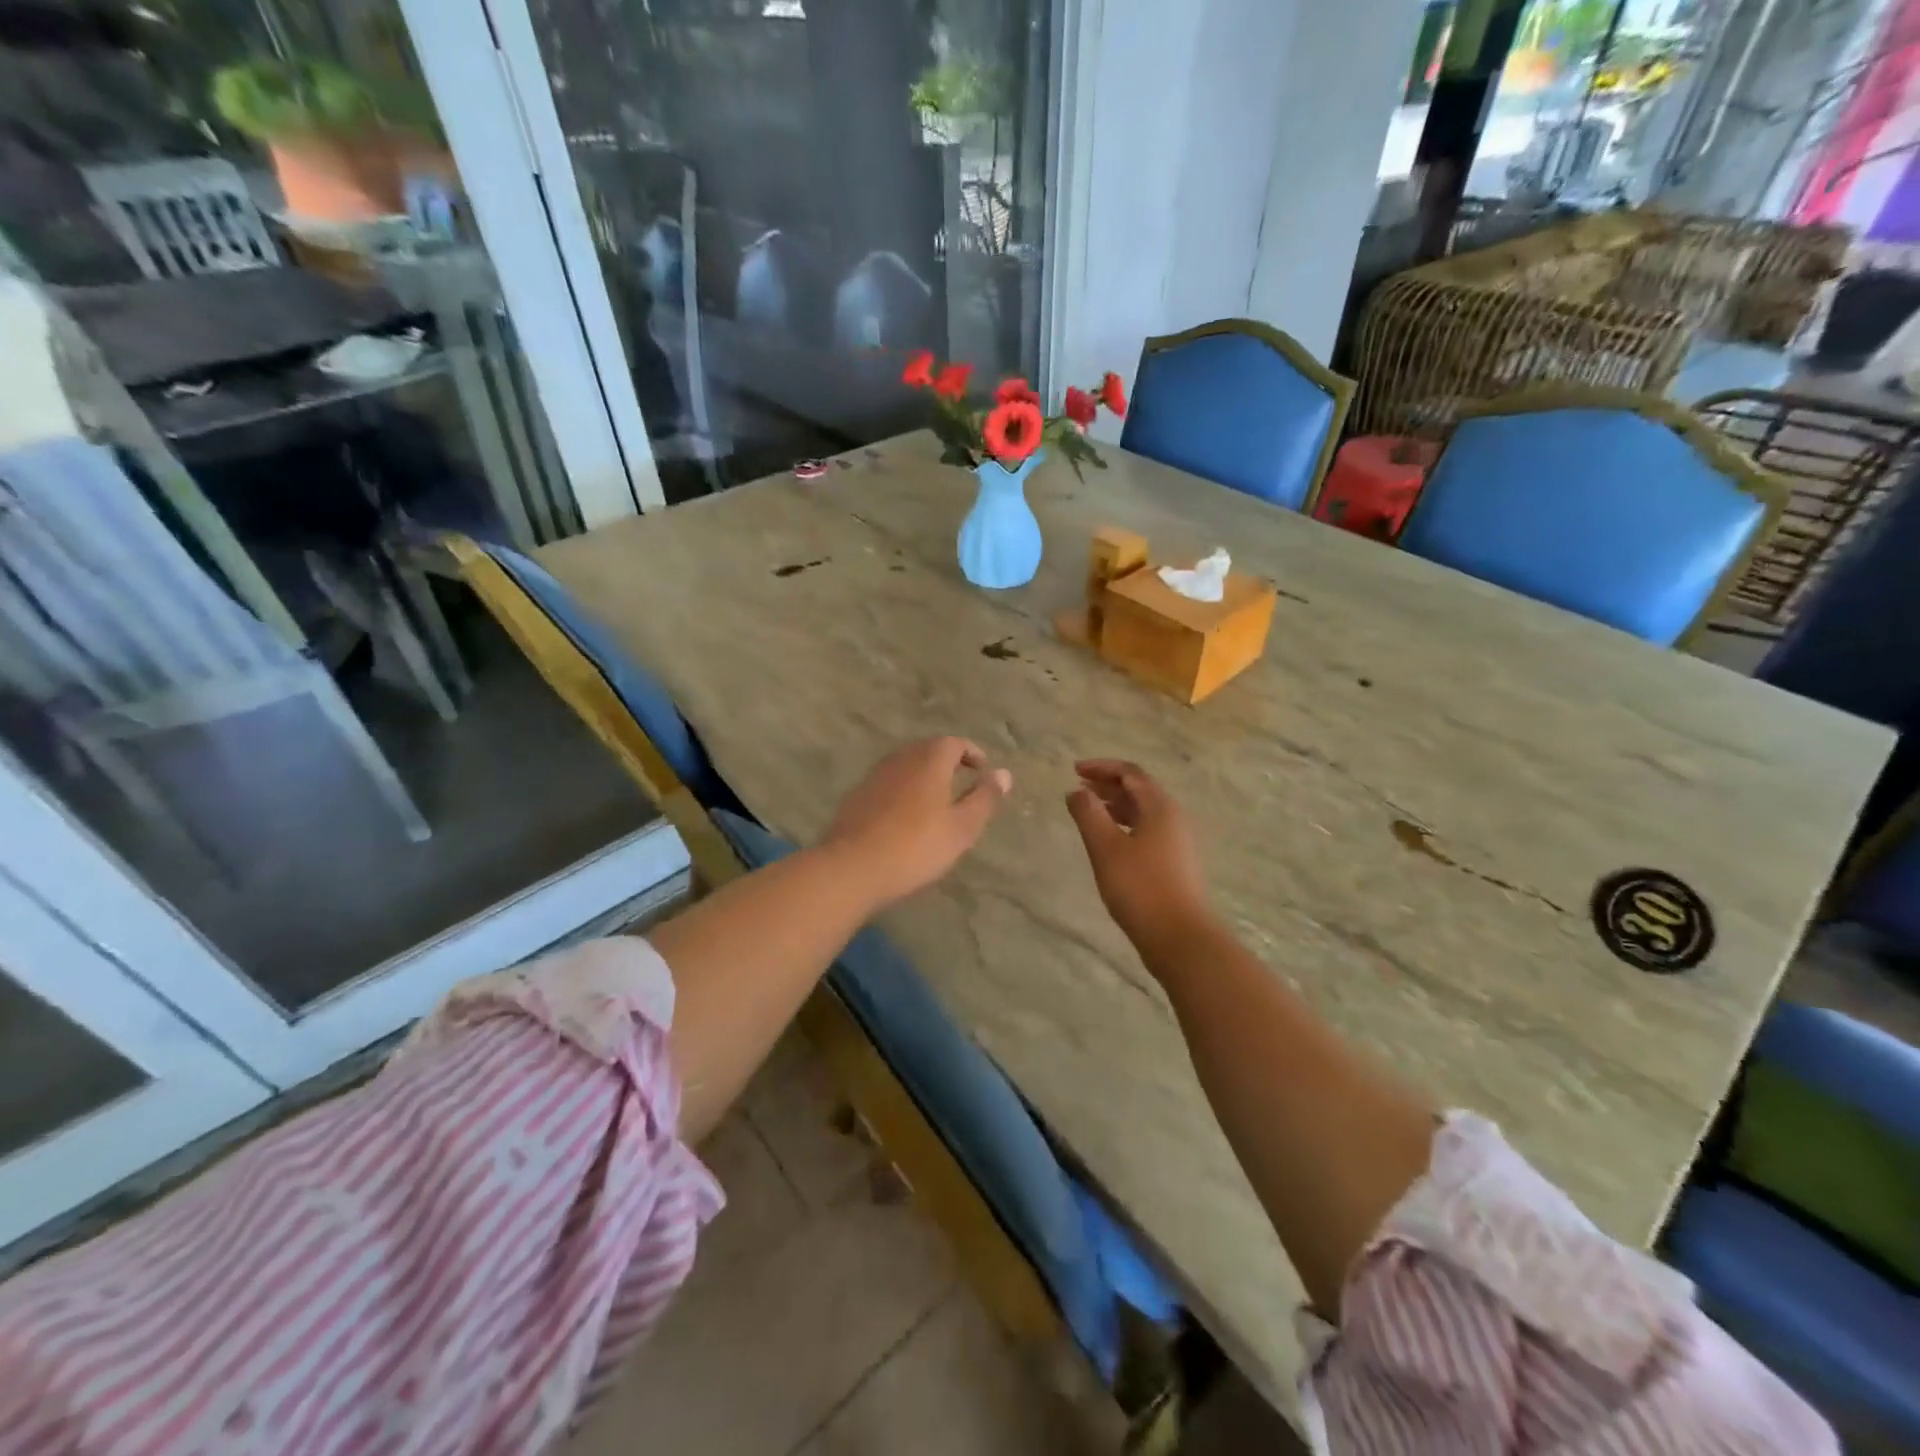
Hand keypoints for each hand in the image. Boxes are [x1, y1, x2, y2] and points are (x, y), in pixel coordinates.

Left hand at [821, 737, 1011, 909]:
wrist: (852, 867)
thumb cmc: (916, 847)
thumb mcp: (962, 828)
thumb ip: (984, 798)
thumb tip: (1004, 773)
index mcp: (929, 760)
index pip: (954, 743)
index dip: (972, 753)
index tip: (982, 770)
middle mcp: (900, 759)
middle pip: (927, 749)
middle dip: (947, 760)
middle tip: (962, 781)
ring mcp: (874, 776)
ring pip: (905, 765)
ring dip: (923, 775)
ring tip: (936, 799)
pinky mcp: (857, 796)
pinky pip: (888, 782)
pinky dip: (903, 789)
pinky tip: (905, 815)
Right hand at [1066, 760, 1213, 954]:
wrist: (1180, 936)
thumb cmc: (1140, 887)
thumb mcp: (1105, 847)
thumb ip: (1088, 814)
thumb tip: (1076, 792)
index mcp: (1160, 807)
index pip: (1130, 773)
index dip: (1102, 767)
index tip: (1074, 770)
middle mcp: (1174, 817)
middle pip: (1139, 789)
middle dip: (1108, 785)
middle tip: (1079, 790)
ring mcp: (1178, 841)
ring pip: (1144, 812)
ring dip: (1116, 806)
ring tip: (1089, 813)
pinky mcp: (1176, 862)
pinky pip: (1148, 830)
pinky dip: (1125, 825)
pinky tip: (1109, 842)